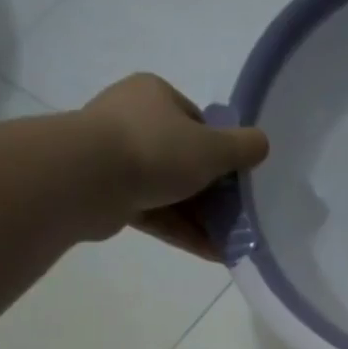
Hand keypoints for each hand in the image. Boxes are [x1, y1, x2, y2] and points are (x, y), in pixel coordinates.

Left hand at [80, 73, 269, 257]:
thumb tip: (261, 144)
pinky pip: (155, 213)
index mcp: (154, 96)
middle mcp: (132, 120)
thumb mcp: (213, 147)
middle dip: (213, 191)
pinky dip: (182, 231)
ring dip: (201, 217)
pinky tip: (212, 252)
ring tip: (231, 241)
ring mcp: (116, 159)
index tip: (237, 177)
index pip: (197, 121)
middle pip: (184, 158)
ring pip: (170, 190)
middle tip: (239, 215)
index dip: (221, 150)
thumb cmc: (155, 150)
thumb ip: (244, 147)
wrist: (86, 179)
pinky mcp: (109, 195)